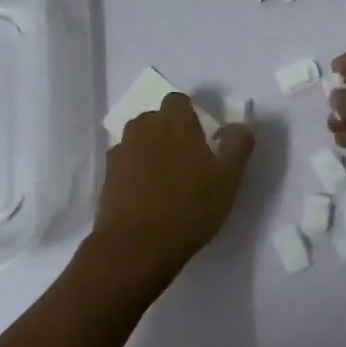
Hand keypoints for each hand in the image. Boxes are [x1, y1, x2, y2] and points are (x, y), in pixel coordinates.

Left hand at [93, 93, 253, 282]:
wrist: (136, 245)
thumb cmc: (190, 207)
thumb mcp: (228, 178)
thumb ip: (237, 145)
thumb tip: (238, 125)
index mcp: (174, 121)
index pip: (179, 101)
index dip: (190, 115)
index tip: (202, 139)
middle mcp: (143, 128)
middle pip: (156, 119)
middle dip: (169, 132)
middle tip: (187, 161)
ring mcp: (121, 151)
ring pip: (139, 140)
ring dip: (151, 150)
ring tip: (165, 179)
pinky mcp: (107, 176)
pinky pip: (125, 163)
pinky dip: (134, 171)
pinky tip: (146, 194)